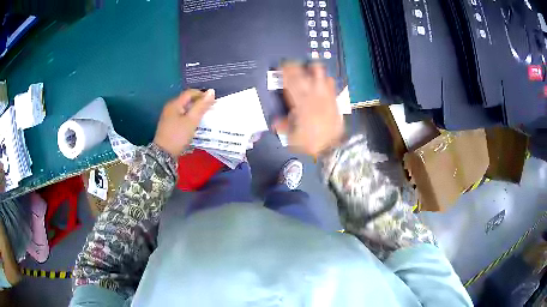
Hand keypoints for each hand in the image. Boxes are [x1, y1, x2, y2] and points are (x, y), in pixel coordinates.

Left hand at [153, 89, 214, 156]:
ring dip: (195, 110)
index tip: (212, 102)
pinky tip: (194, 124)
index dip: (202, 94)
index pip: (190, 92)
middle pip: (187, 100)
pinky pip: (181, 115)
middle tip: (209, 109)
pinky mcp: (169, 124)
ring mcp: (168, 116)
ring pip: (184, 108)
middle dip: (199, 102)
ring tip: (204, 117)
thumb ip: (201, 106)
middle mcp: (170, 107)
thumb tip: (211, 91)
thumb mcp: (192, 120)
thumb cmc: (178, 136)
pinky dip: (189, 117)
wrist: (163, 154)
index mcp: (175, 103)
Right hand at [274, 63, 343, 156]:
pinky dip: (324, 78)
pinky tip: (321, 80)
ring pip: (319, 72)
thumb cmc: (310, 142)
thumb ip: (282, 125)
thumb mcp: (291, 136)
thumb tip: (274, 121)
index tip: (278, 67)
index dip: (283, 71)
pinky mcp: (333, 98)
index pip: (289, 81)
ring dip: (311, 68)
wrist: (331, 147)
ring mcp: (325, 94)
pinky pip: (330, 82)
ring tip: (307, 69)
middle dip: (294, 66)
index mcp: (299, 102)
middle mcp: (312, 94)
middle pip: (303, 72)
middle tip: (289, 65)